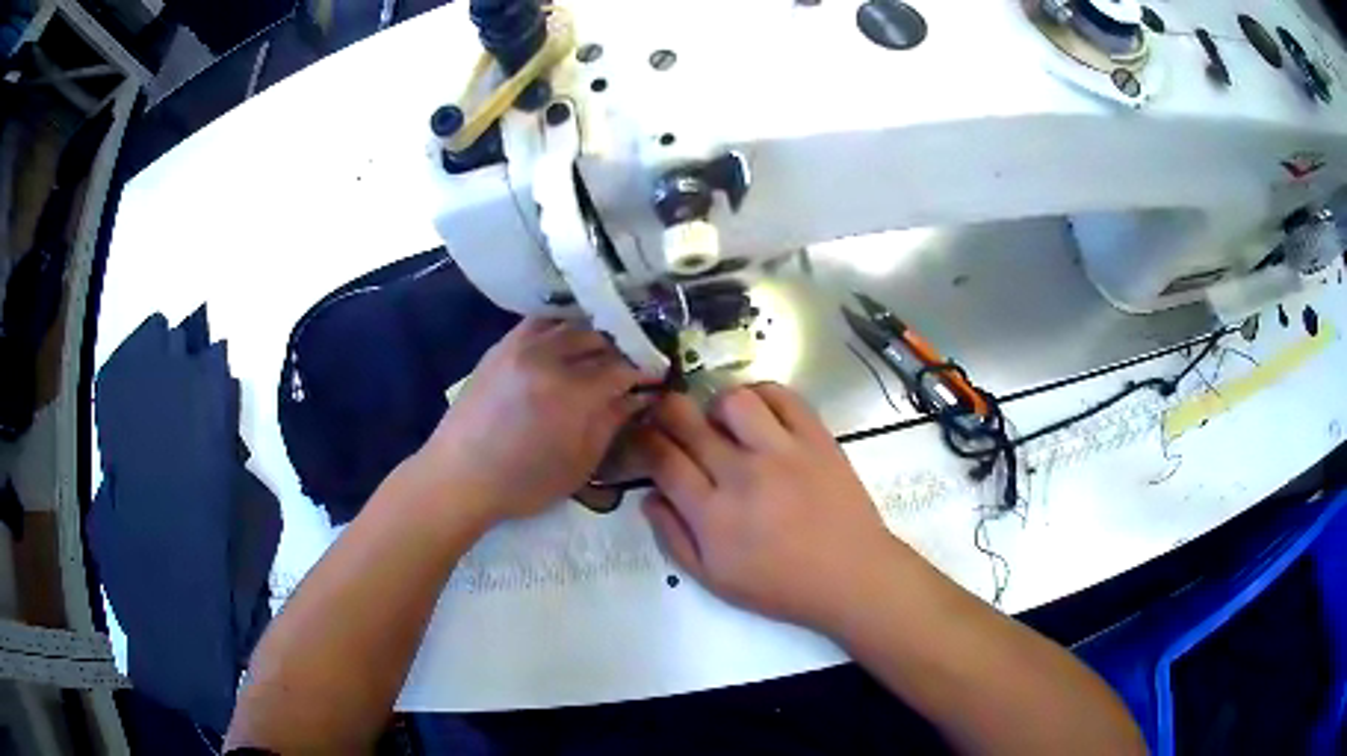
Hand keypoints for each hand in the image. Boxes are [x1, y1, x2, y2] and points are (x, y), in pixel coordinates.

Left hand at [418, 318, 652, 522]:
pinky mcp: (502, 345)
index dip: (647, 369)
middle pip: (601, 336)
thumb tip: (639, 395)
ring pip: (572, 323)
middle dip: (625, 348)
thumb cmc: (523, 483)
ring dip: (596, 333)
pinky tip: (569, 341)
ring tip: (606, 350)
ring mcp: (521, 346)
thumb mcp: (579, 463)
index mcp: (572, 393)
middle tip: (635, 363)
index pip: (624, 366)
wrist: (459, 476)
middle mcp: (549, 358)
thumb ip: (612, 422)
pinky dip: (563, 326)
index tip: (659, 375)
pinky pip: (541, 322)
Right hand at [635, 384, 904, 628]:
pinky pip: (783, 396)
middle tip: (669, 419)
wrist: (851, 576)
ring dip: (717, 406)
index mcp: (712, 515)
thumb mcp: (714, 580)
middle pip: (688, 421)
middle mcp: (742, 475)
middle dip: (666, 412)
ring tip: (723, 424)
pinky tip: (760, 414)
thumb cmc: (780, 586)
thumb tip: (649, 496)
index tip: (641, 436)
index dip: (643, 440)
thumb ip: (674, 538)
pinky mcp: (816, 438)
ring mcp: (782, 452)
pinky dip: (763, 395)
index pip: (662, 460)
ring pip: (734, 400)